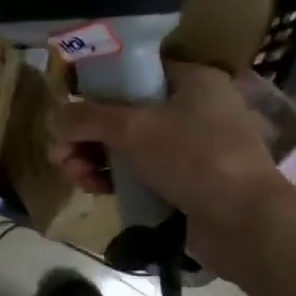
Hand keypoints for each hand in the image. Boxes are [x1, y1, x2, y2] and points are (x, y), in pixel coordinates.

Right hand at [48, 61, 295, 279]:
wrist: (243, 221)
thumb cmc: (192, 157)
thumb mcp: (132, 129)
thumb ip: (87, 119)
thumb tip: (52, 119)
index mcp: (191, 81)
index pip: (133, 74)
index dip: (96, 89)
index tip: (69, 112)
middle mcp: (193, 109)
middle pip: (125, 114)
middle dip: (86, 135)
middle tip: (60, 155)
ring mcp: (191, 149)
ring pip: (129, 147)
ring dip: (94, 159)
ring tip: (74, 177)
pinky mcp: (186, 183)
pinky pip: (141, 173)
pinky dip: (116, 179)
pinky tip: (95, 190)